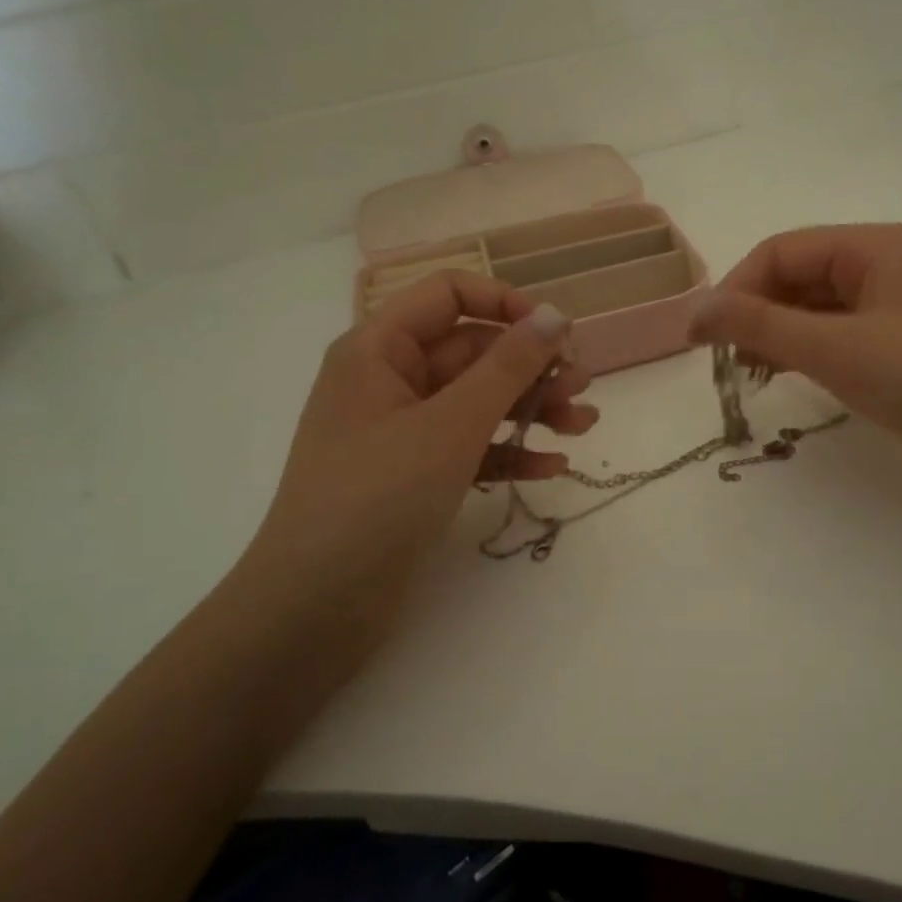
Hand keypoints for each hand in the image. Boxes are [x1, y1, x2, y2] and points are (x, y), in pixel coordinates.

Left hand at [240, 272, 594, 606]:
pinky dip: (510, 451)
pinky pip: (472, 446)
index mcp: (380, 349)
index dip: (506, 303)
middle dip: (532, 367)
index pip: (449, 294)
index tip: (556, 332)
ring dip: (532, 409)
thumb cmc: (379, 496)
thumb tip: (554, 314)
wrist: (316, 607)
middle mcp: (389, 380)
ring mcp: (403, 430)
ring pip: (479, 401)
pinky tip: (553, 467)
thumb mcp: (452, 424)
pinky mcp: (416, 474)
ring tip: (585, 425)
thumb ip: (508, 366)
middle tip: (584, 388)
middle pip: (473, 351)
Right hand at [690, 224, 901, 502]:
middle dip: (758, 313)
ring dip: (783, 335)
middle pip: (800, 276)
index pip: (779, 251)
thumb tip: (696, 311)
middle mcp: (885, 263)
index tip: (703, 339)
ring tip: (757, 375)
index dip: (734, 290)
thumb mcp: (836, 349)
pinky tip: (799, 378)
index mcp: (870, 246)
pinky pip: (847, 333)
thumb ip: (761, 326)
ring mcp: (901, 303)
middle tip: (730, 363)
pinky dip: (815, 351)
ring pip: (822, 307)